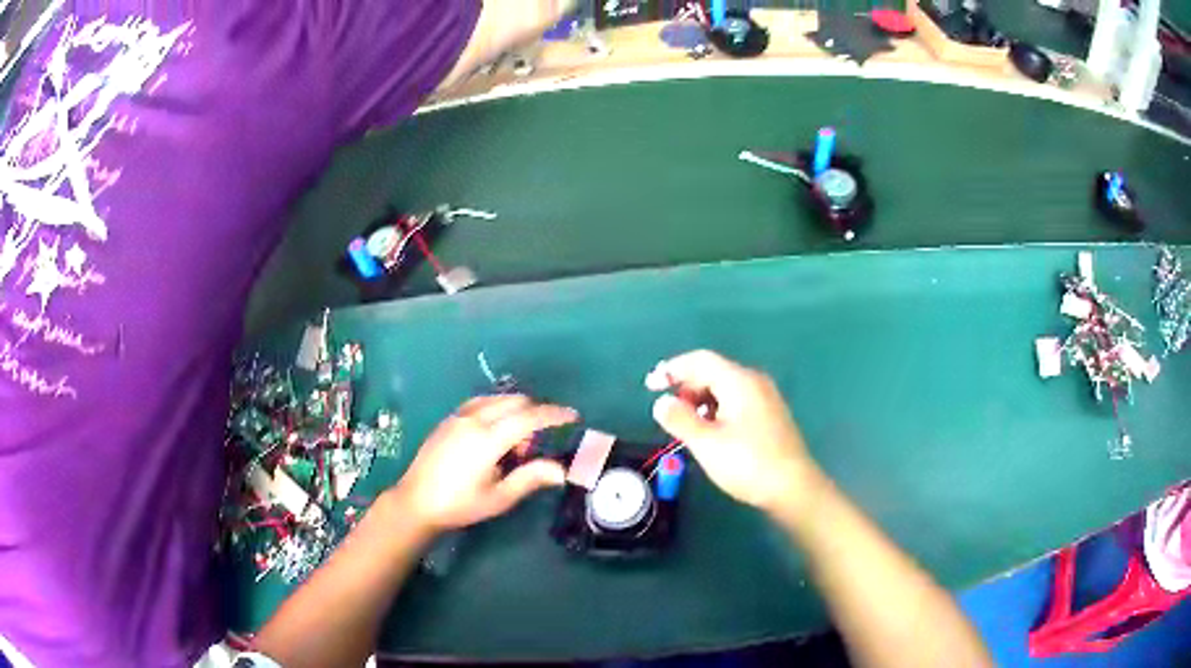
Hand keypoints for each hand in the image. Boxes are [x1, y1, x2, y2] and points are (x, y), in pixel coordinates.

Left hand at [392, 395, 576, 532]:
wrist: (416, 502)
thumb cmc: (459, 505)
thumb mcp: (499, 497)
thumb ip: (530, 478)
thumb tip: (562, 470)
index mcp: (488, 439)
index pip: (530, 417)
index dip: (555, 415)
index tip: (574, 416)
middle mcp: (474, 419)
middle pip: (515, 402)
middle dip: (535, 415)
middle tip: (536, 447)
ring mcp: (459, 416)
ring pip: (498, 399)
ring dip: (515, 412)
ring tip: (514, 446)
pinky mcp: (449, 419)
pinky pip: (481, 403)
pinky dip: (497, 409)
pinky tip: (495, 432)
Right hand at [646, 350, 821, 514]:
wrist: (793, 488)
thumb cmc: (748, 463)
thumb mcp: (706, 443)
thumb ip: (680, 419)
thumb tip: (661, 402)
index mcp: (739, 381)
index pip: (700, 360)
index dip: (673, 369)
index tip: (651, 386)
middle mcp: (755, 382)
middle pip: (714, 372)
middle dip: (686, 387)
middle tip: (668, 411)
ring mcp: (766, 398)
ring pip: (726, 389)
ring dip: (701, 400)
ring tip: (687, 425)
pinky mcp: (771, 416)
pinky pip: (737, 402)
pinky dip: (717, 410)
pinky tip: (712, 432)